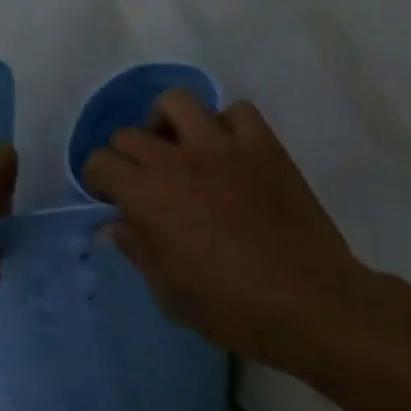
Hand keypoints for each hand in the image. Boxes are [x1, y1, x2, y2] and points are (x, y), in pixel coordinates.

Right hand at [81, 93, 383, 371]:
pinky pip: (237, 112)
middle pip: (129, 133)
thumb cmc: (232, 308)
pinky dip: (226, 125)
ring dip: (168, 123)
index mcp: (145, 195)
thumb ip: (137, 250)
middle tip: (143, 181)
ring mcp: (222, 146)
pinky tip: (229, 152)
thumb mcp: (168, 292)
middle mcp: (176, 160)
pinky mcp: (263, 147)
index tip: (111, 199)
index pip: (99, 161)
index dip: (98, 180)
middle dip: (126, 156)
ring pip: (178, 102)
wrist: (312, 304)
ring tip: (178, 148)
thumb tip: (117, 225)